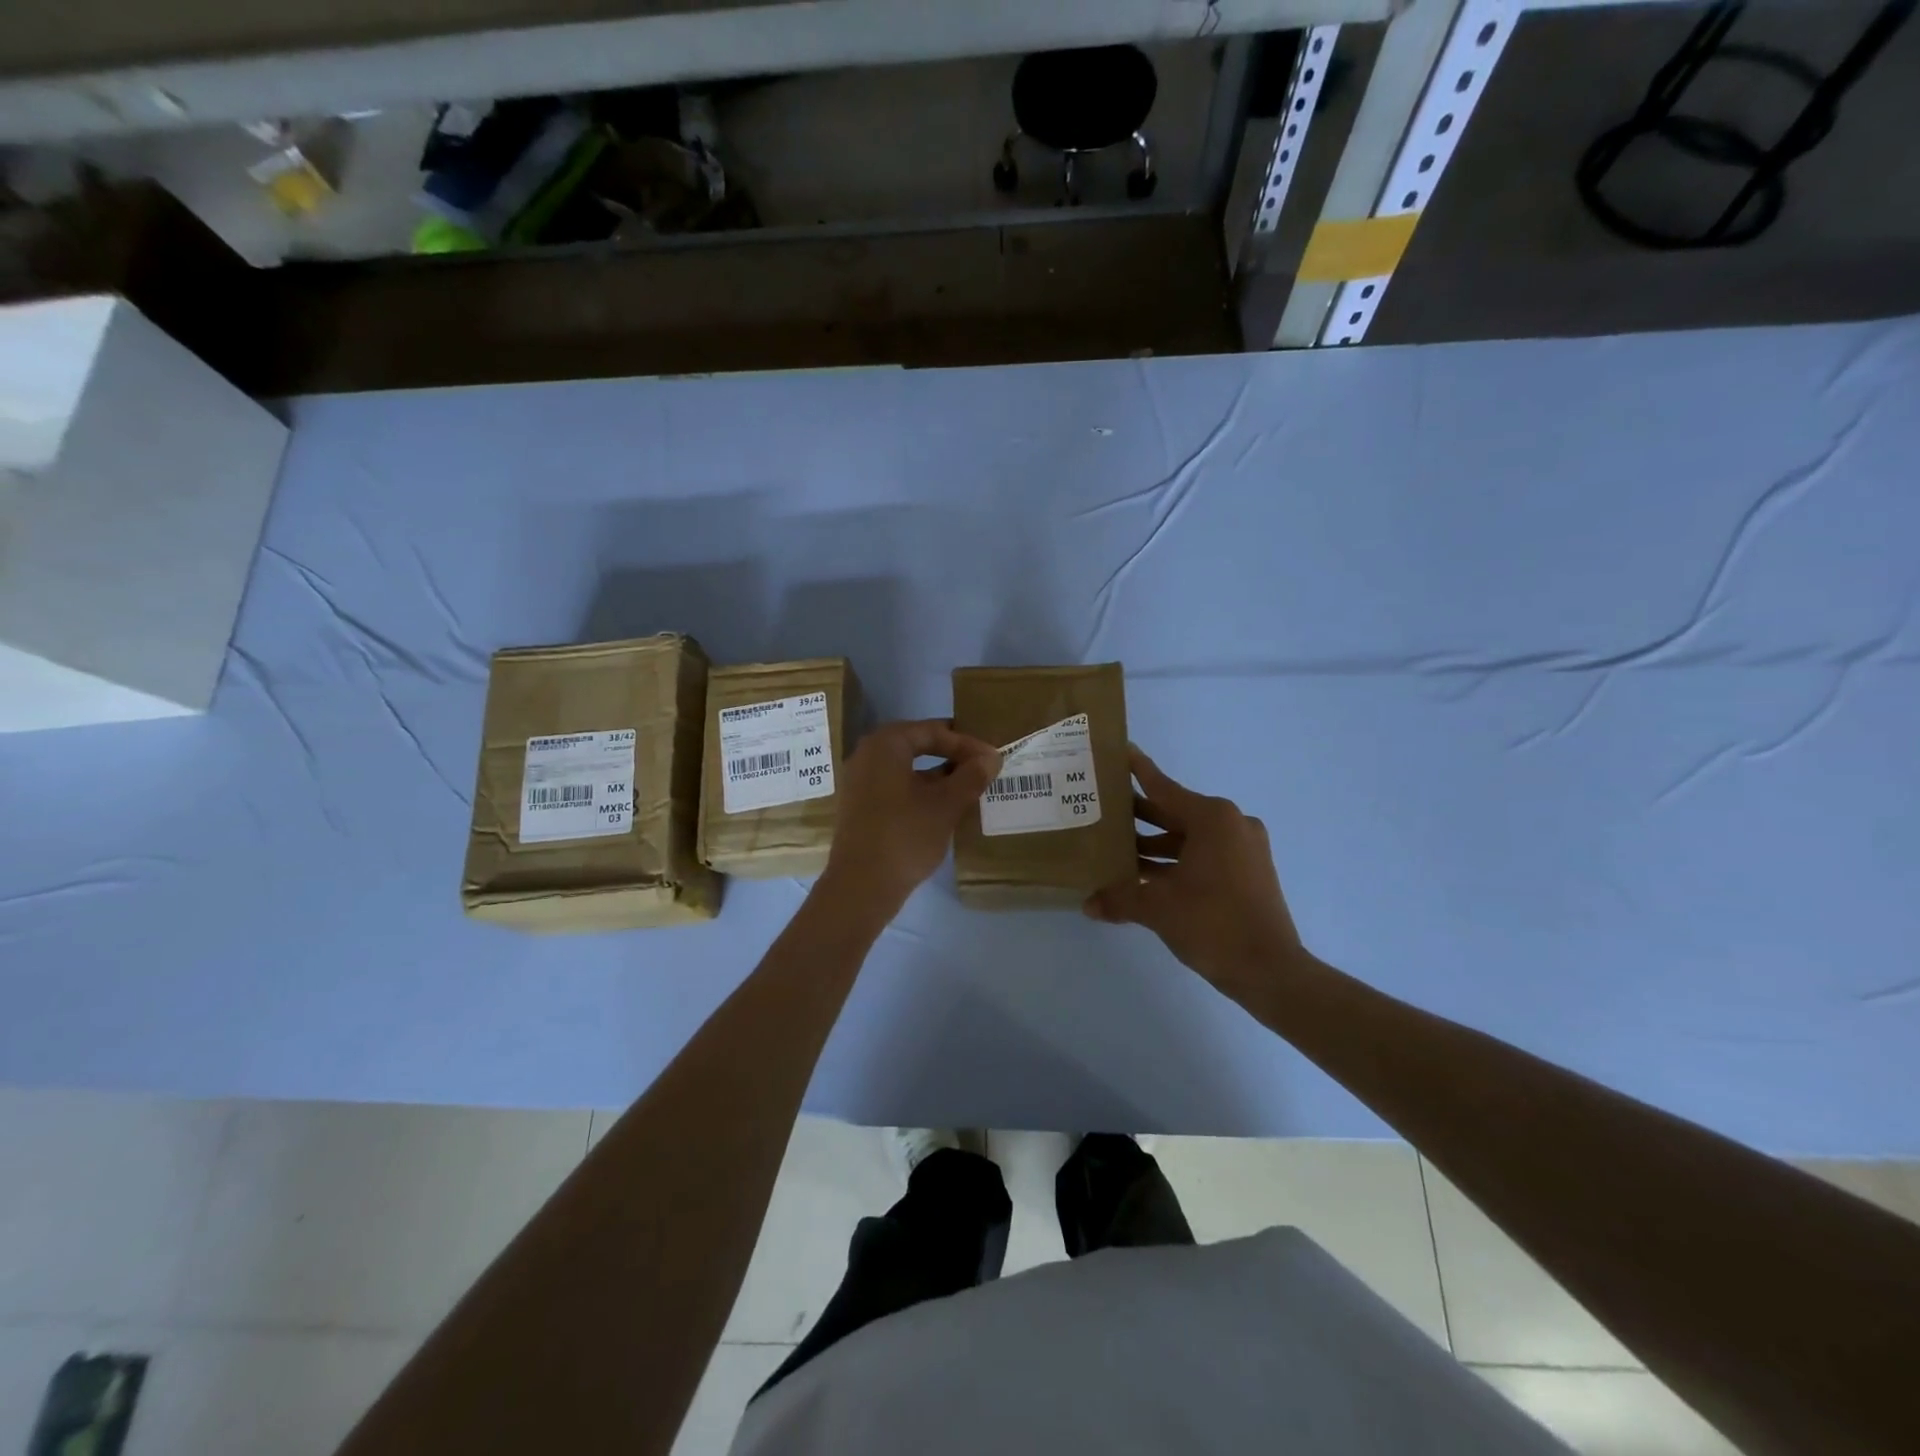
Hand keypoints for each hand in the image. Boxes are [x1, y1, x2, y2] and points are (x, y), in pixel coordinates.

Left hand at [819, 719, 1001, 919]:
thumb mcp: (946, 805)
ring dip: (939, 777)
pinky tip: (944, 810)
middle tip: (983, 768)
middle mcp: (867, 755)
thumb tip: (991, 758)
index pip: (933, 731)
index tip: (993, 758)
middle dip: (952, 757)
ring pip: (908, 769)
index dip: (967, 743)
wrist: (861, 886)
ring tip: (970, 790)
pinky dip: (922, 792)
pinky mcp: (861, 807)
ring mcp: (860, 782)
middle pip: (918, 746)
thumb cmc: (905, 835)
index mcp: (886, 744)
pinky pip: (897, 788)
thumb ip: (971, 777)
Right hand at [1085, 746, 1300, 991]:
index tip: (1118, 750)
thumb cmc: (1212, 924)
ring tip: (1114, 846)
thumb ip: (1119, 898)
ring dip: (1153, 844)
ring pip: (1187, 837)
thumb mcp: (1157, 908)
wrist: (1270, 971)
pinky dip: (1174, 861)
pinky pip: (1202, 855)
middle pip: (1173, 812)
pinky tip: (1142, 875)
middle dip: (1138, 814)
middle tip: (1100, 806)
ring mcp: (1243, 849)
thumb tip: (1087, 904)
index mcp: (1213, 819)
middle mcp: (1230, 824)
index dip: (1137, 770)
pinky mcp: (1247, 872)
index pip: (1162, 786)